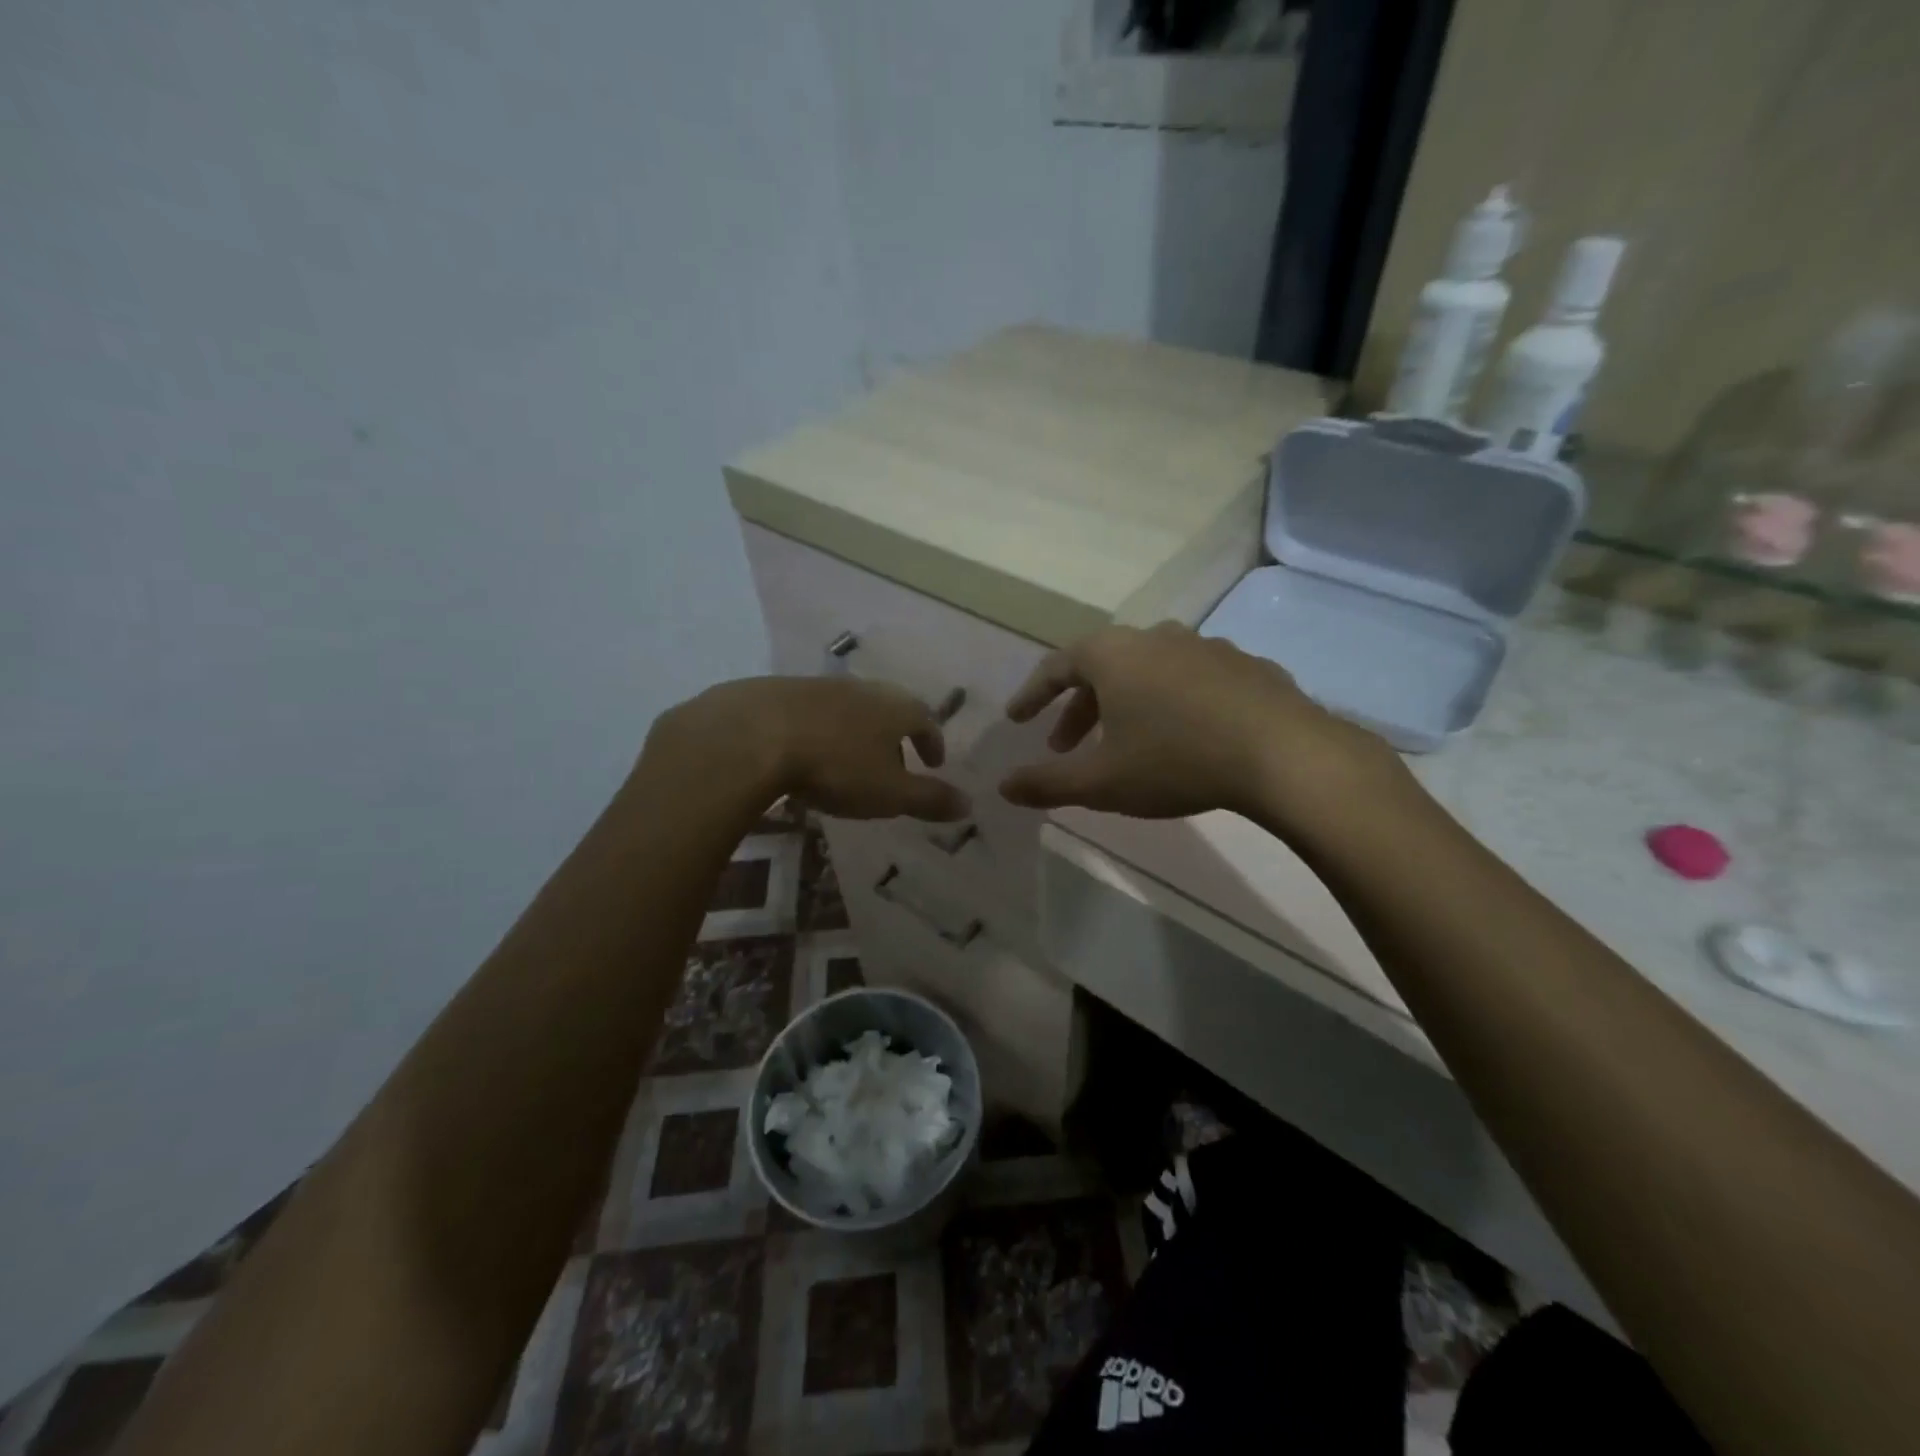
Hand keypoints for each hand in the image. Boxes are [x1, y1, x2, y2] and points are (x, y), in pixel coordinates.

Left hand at [645, 677, 970, 821]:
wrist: (754, 734)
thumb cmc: (836, 766)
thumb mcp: (890, 793)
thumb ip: (930, 798)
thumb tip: (969, 804)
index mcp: (895, 708)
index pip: (926, 719)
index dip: (933, 741)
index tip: (934, 761)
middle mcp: (863, 689)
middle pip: (890, 707)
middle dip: (897, 734)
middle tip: (896, 761)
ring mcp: (820, 686)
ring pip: (851, 707)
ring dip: (859, 731)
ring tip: (852, 759)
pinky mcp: (781, 691)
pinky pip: (813, 710)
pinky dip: (822, 729)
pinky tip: (807, 750)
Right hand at [997, 622, 1404, 824]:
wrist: (1284, 755)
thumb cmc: (1176, 760)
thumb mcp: (1102, 781)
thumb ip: (1047, 784)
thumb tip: (1003, 787)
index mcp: (1113, 655)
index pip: (1056, 667)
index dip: (1032, 695)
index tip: (1017, 719)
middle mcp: (1155, 638)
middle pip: (1101, 667)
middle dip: (1077, 707)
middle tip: (1064, 745)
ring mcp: (1205, 646)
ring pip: (1147, 671)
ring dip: (1124, 703)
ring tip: (1123, 741)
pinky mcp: (1245, 665)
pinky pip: (1190, 679)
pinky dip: (1171, 702)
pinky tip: (1183, 735)